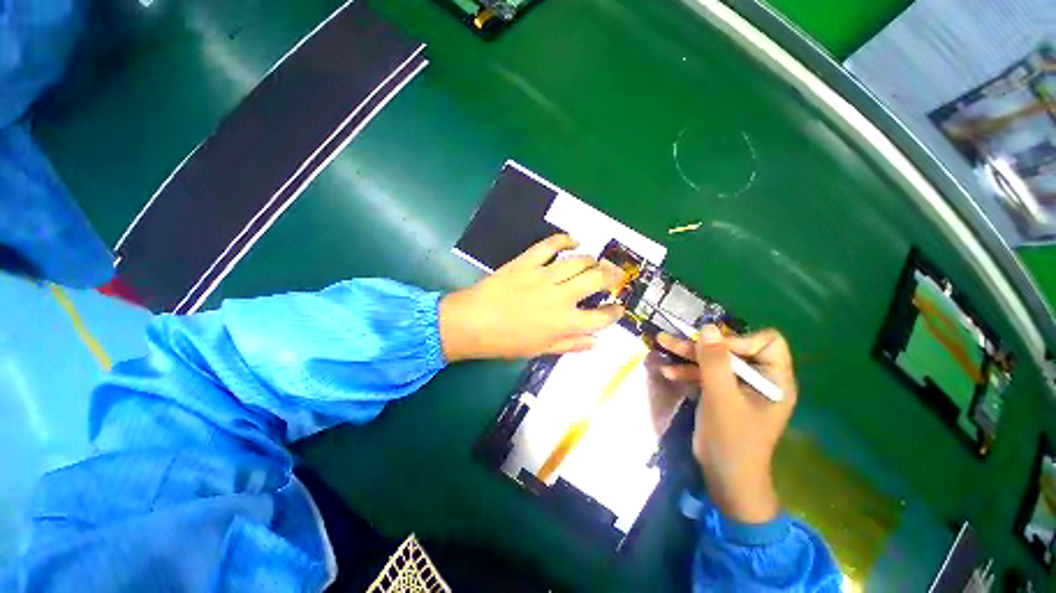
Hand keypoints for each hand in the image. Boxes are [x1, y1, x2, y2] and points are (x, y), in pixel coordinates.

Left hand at [439, 234, 624, 360]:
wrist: (473, 322)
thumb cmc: (506, 342)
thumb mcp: (540, 350)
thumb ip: (570, 345)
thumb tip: (595, 342)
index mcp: (564, 322)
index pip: (600, 317)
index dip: (614, 313)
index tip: (618, 308)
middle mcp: (561, 297)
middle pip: (596, 281)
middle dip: (613, 277)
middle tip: (617, 275)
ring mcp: (544, 276)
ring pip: (578, 261)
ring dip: (592, 260)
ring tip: (596, 262)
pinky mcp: (528, 262)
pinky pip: (550, 245)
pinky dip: (564, 239)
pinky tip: (573, 240)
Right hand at [656, 327, 797, 523]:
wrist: (724, 476)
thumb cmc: (732, 438)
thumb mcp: (721, 397)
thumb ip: (714, 361)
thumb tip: (708, 327)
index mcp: (774, 379)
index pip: (765, 342)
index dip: (739, 340)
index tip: (712, 348)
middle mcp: (759, 378)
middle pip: (731, 349)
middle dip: (700, 345)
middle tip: (672, 338)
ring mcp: (738, 386)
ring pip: (713, 360)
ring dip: (687, 354)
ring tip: (661, 343)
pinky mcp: (721, 393)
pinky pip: (705, 374)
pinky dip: (687, 371)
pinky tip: (667, 372)